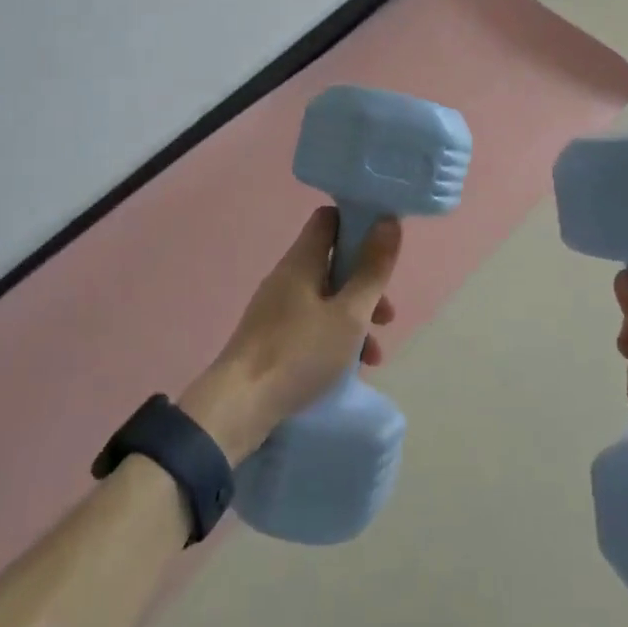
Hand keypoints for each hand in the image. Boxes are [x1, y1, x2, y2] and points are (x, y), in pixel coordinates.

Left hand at [181, 207, 400, 462]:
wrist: (238, 408)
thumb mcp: (349, 314)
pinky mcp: (272, 339)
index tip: (385, 242)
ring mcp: (277, 309)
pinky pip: (312, 325)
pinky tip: (351, 369)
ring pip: (327, 299)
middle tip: (387, 314)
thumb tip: (389, 221)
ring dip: (356, 318)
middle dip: (366, 284)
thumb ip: (372, 269)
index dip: (358, 222)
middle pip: (334, 263)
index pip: (329, 219)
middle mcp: (287, 277)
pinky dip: (335, 338)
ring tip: (375, 355)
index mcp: (302, 261)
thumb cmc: (300, 353)